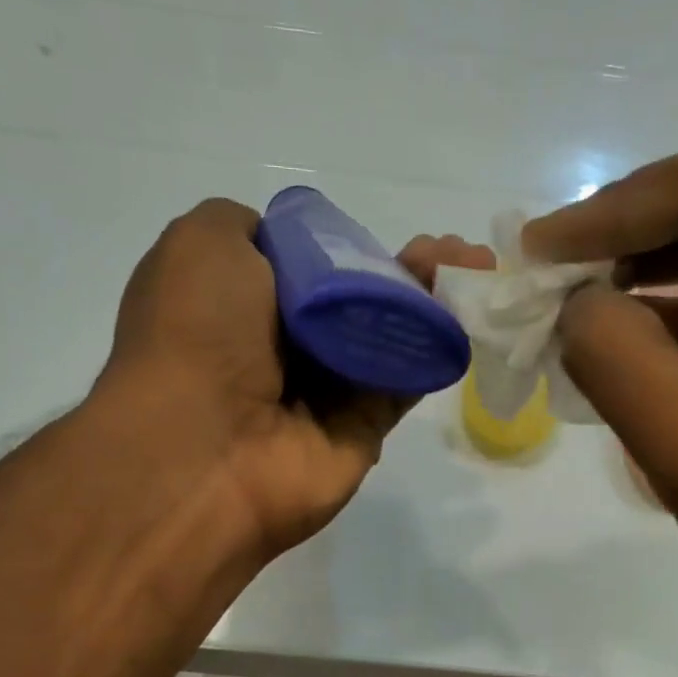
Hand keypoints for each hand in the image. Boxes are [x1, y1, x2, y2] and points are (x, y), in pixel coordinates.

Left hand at [101, 201, 492, 560]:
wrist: (206, 448)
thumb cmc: (199, 333)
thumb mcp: (202, 244)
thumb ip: (246, 228)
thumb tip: (290, 247)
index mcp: (241, 304)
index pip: (308, 267)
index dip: (351, 246)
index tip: (384, 233)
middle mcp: (283, 348)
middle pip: (357, 300)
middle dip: (406, 269)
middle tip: (456, 250)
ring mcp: (325, 392)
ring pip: (388, 336)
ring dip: (433, 299)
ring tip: (478, 266)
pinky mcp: (362, 429)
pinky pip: (405, 380)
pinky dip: (437, 346)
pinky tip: (469, 309)